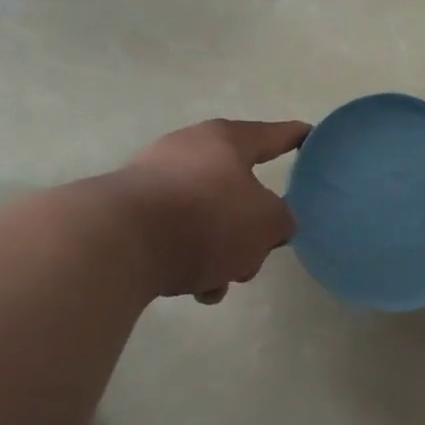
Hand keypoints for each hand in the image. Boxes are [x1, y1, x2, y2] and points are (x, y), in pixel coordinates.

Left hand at [117, 119, 310, 302]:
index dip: (296, 137)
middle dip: (252, 225)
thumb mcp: (268, 222)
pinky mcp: (124, 215)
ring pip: (205, 217)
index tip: (311, 137)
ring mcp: (150, 181)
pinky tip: (194, 289)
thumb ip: (281, 221)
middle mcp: (187, 151)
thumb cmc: (206, 218)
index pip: (274, 135)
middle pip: (237, 187)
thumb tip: (269, 225)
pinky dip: (189, 261)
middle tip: (260, 249)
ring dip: (221, 250)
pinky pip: (173, 237)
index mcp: (226, 140)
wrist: (113, 245)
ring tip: (222, 282)